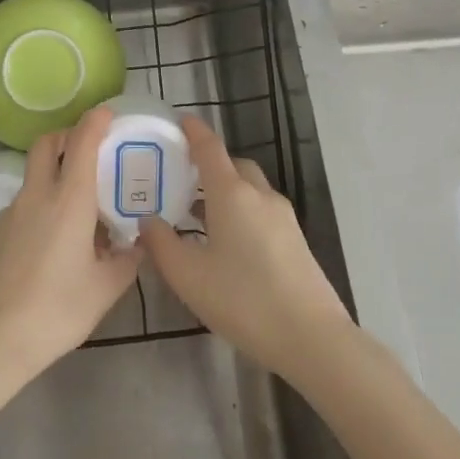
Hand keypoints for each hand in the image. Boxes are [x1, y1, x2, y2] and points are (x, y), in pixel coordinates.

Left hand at [0, 107, 138, 384]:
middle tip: (87, 150)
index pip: (81, 143)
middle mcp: (36, 196)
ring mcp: (10, 213)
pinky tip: (50, 244)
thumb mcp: (105, 289)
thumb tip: (137, 246)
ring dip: (52, 175)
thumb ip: (126, 261)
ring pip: (32, 177)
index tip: (107, 114)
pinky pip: (21, 205)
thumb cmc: (57, 310)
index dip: (94, 122)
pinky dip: (39, 206)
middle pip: (45, 145)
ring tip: (76, 212)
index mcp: (68, 201)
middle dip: (66, 136)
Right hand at [137, 115, 352, 379]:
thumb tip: (148, 220)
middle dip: (209, 165)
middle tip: (181, 178)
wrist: (311, 338)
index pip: (210, 148)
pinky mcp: (295, 240)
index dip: (193, 131)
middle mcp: (260, 195)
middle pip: (233, 165)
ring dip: (224, 191)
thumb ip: (162, 243)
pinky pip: (261, 210)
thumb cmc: (242, 300)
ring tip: (197, 214)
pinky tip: (225, 242)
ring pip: (249, 189)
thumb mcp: (188, 276)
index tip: (179, 120)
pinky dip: (240, 210)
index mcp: (232, 193)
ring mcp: (283, 217)